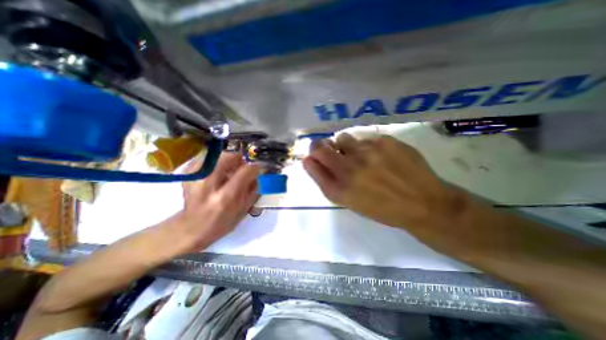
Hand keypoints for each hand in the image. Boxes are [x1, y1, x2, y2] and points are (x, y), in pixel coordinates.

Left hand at [169, 152, 258, 251]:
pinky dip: (217, 162)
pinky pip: (208, 159)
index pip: (245, 171)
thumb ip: (253, 191)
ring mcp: (195, 178)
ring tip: (232, 170)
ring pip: (217, 155)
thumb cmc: (221, 223)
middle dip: (240, 158)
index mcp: (225, 197)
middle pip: (228, 157)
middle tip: (244, 166)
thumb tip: (260, 174)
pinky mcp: (188, 175)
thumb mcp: (242, 211)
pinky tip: (219, 172)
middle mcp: (208, 184)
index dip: (255, 166)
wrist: (191, 228)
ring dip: (229, 160)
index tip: (259, 167)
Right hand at [303, 135, 466, 232]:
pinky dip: (368, 146)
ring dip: (346, 145)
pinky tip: (382, 156)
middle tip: (329, 149)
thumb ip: (330, 181)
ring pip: (343, 138)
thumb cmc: (383, 208)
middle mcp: (348, 169)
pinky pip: (366, 138)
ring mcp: (367, 152)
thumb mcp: (351, 202)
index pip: (311, 164)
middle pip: (320, 147)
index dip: (311, 158)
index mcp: (339, 189)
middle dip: (320, 146)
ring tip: (360, 154)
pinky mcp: (385, 141)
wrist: (424, 204)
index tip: (313, 157)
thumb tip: (314, 162)